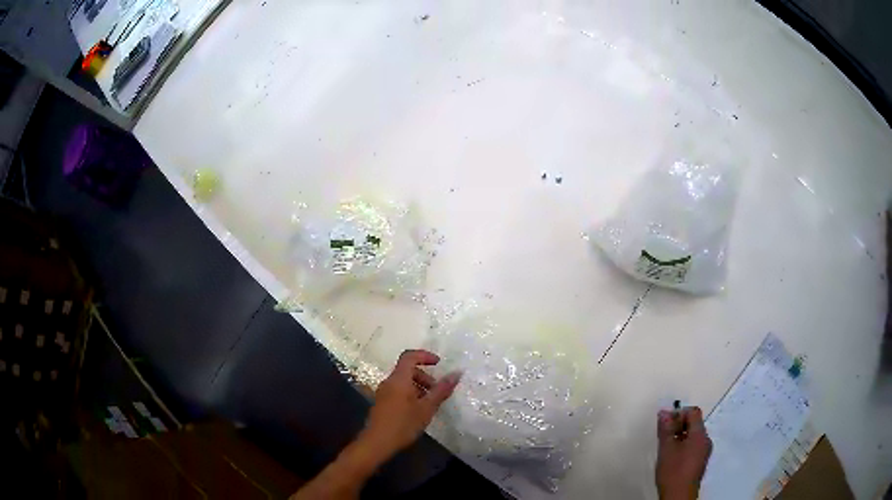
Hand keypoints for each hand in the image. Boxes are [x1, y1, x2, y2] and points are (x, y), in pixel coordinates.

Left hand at [359, 349, 460, 458]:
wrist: (377, 442)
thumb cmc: (403, 424)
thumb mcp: (427, 408)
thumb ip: (441, 390)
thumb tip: (456, 373)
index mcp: (399, 379)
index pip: (409, 356)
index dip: (424, 356)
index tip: (439, 364)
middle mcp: (389, 382)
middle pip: (407, 370)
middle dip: (425, 377)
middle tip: (437, 392)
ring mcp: (383, 392)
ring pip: (403, 382)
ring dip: (419, 387)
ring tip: (430, 404)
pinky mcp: (382, 403)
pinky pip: (398, 391)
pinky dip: (411, 394)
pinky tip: (418, 412)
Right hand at [656, 407, 712, 499]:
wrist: (679, 496)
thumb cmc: (673, 471)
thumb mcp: (666, 448)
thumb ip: (666, 429)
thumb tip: (664, 412)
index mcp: (700, 434)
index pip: (694, 412)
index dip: (679, 413)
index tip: (665, 422)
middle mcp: (706, 440)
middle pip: (695, 424)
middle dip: (679, 425)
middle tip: (664, 435)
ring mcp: (704, 451)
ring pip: (693, 436)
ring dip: (681, 436)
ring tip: (666, 447)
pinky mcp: (700, 461)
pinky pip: (694, 446)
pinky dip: (684, 446)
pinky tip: (672, 457)